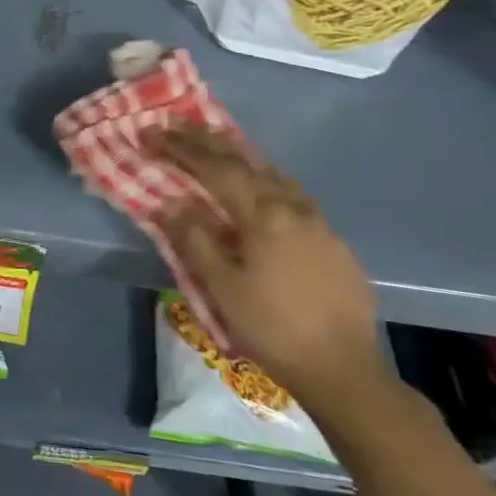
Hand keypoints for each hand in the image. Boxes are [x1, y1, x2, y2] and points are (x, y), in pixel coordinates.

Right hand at [151, 125, 386, 413]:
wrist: (344, 370)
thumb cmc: (272, 328)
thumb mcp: (221, 286)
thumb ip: (194, 238)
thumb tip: (170, 201)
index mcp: (263, 215)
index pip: (214, 168)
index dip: (180, 148)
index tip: (151, 133)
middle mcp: (293, 207)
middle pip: (245, 162)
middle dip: (208, 141)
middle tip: (178, 124)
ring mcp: (318, 222)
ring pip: (273, 174)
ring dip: (239, 155)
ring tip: (216, 144)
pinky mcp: (332, 241)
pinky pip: (291, 193)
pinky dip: (265, 178)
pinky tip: (261, 187)